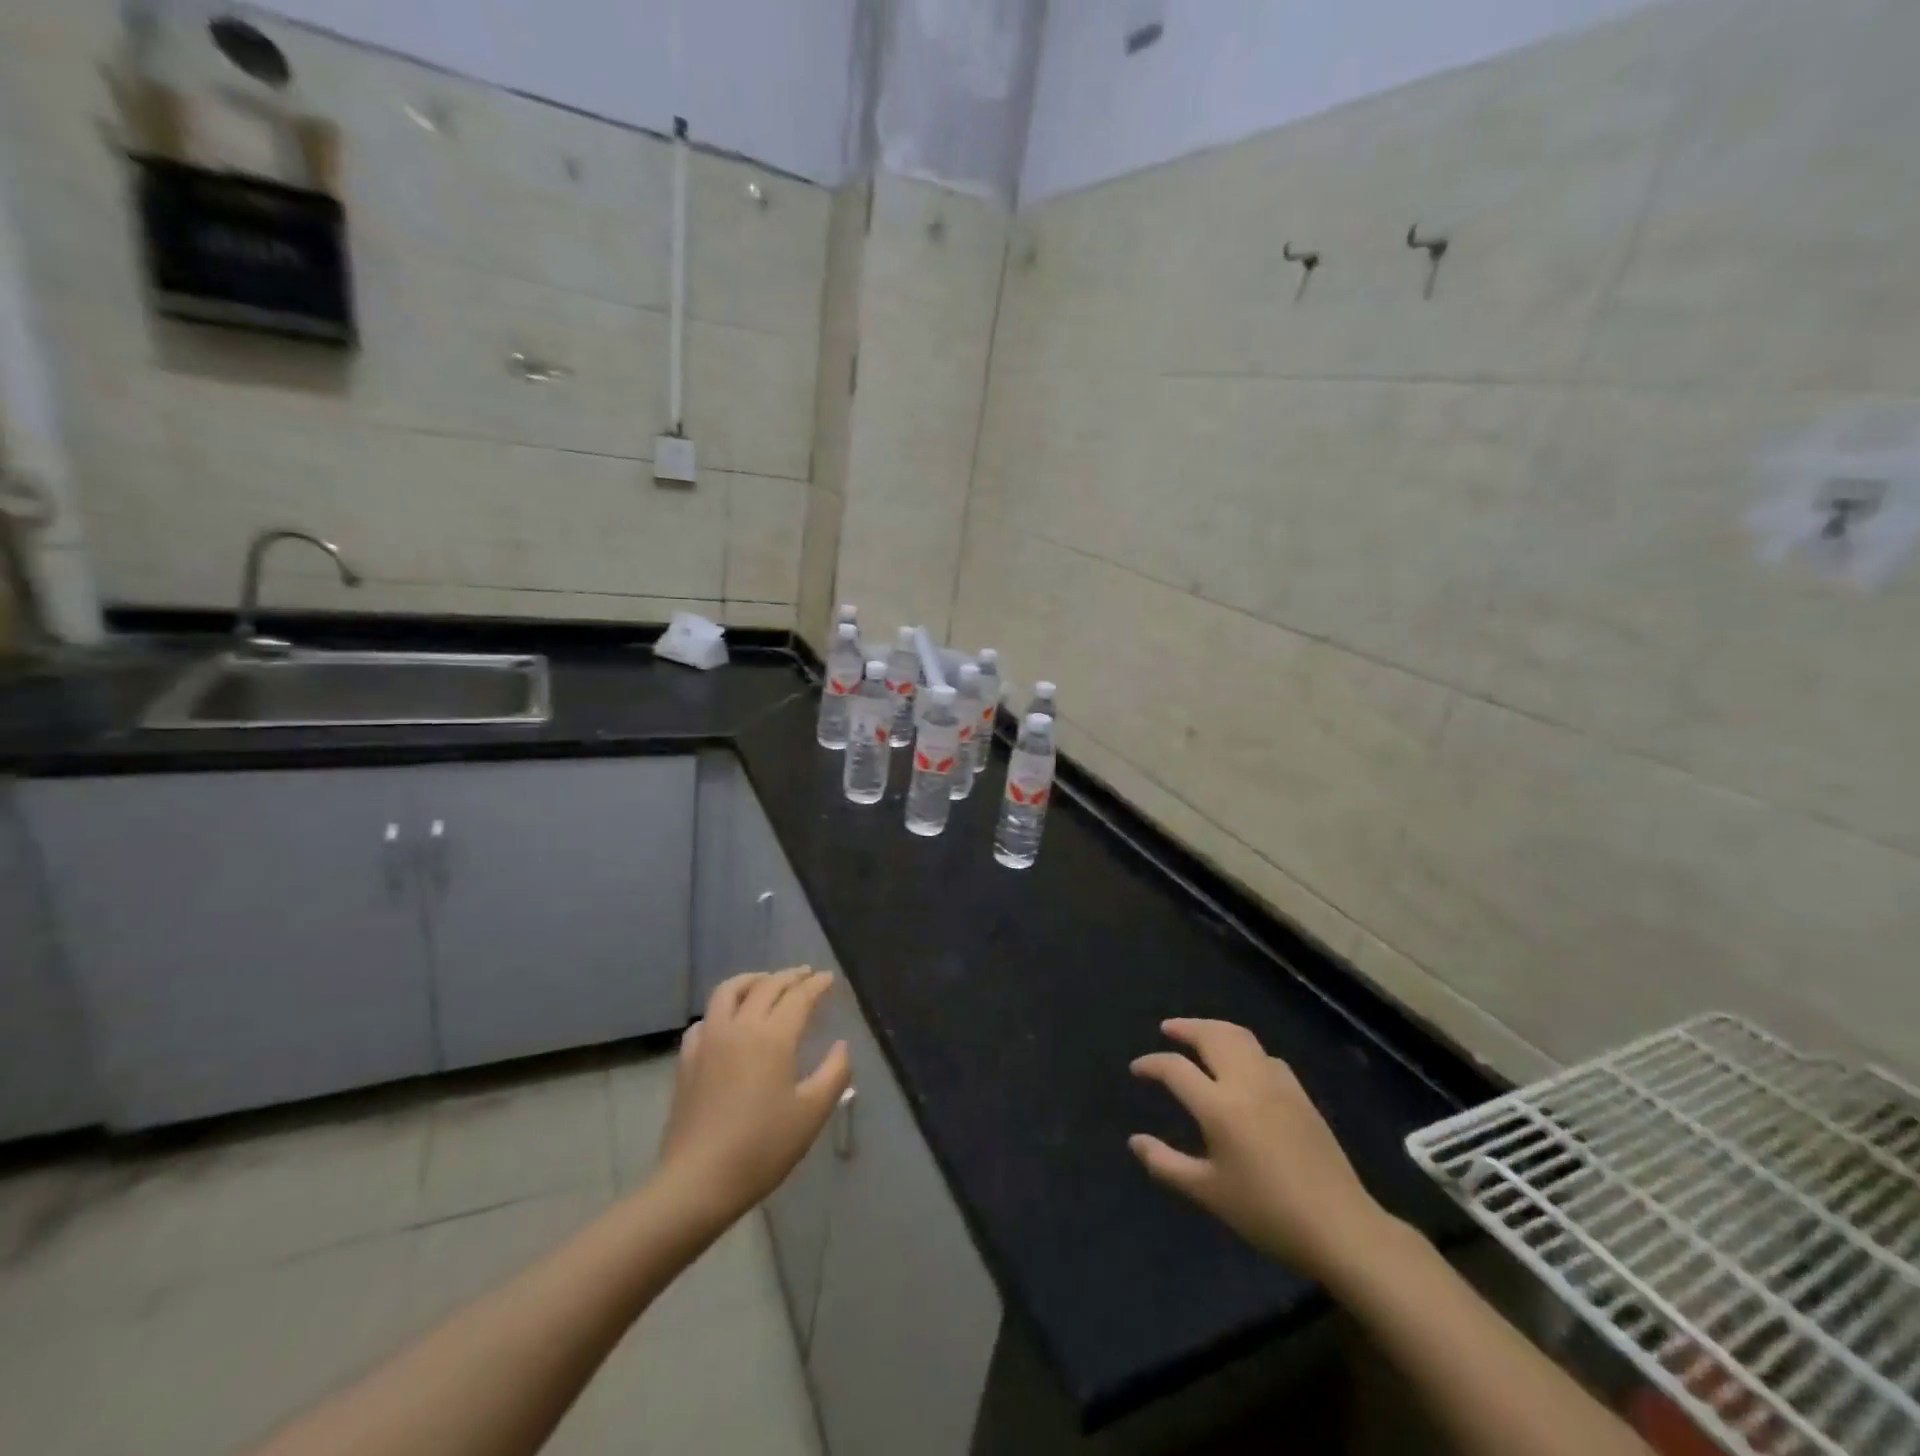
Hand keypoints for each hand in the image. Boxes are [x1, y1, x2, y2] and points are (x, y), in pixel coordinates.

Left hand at [656, 968, 850, 1224]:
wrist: (698, 1181)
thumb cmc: (762, 1147)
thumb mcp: (812, 1113)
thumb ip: (834, 1073)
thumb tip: (840, 1045)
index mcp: (773, 1036)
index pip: (799, 997)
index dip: (817, 985)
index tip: (829, 978)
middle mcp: (740, 1026)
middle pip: (766, 986)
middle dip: (789, 976)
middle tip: (806, 975)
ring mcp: (709, 1040)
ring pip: (729, 991)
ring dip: (752, 980)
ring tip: (766, 982)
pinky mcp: (687, 1059)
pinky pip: (706, 1019)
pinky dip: (723, 1009)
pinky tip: (728, 1021)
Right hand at [1129, 1018, 1391, 1283]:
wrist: (1339, 1226)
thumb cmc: (1267, 1213)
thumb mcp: (1208, 1193)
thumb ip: (1166, 1164)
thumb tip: (1135, 1141)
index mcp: (1219, 1106)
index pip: (1175, 1068)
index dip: (1151, 1064)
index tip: (1138, 1069)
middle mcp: (1246, 1082)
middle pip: (1211, 1036)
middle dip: (1185, 1027)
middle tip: (1167, 1029)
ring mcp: (1276, 1083)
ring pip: (1240, 1036)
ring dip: (1214, 1028)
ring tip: (1198, 1034)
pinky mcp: (1299, 1092)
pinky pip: (1263, 1054)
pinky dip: (1243, 1047)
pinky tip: (1241, 1063)